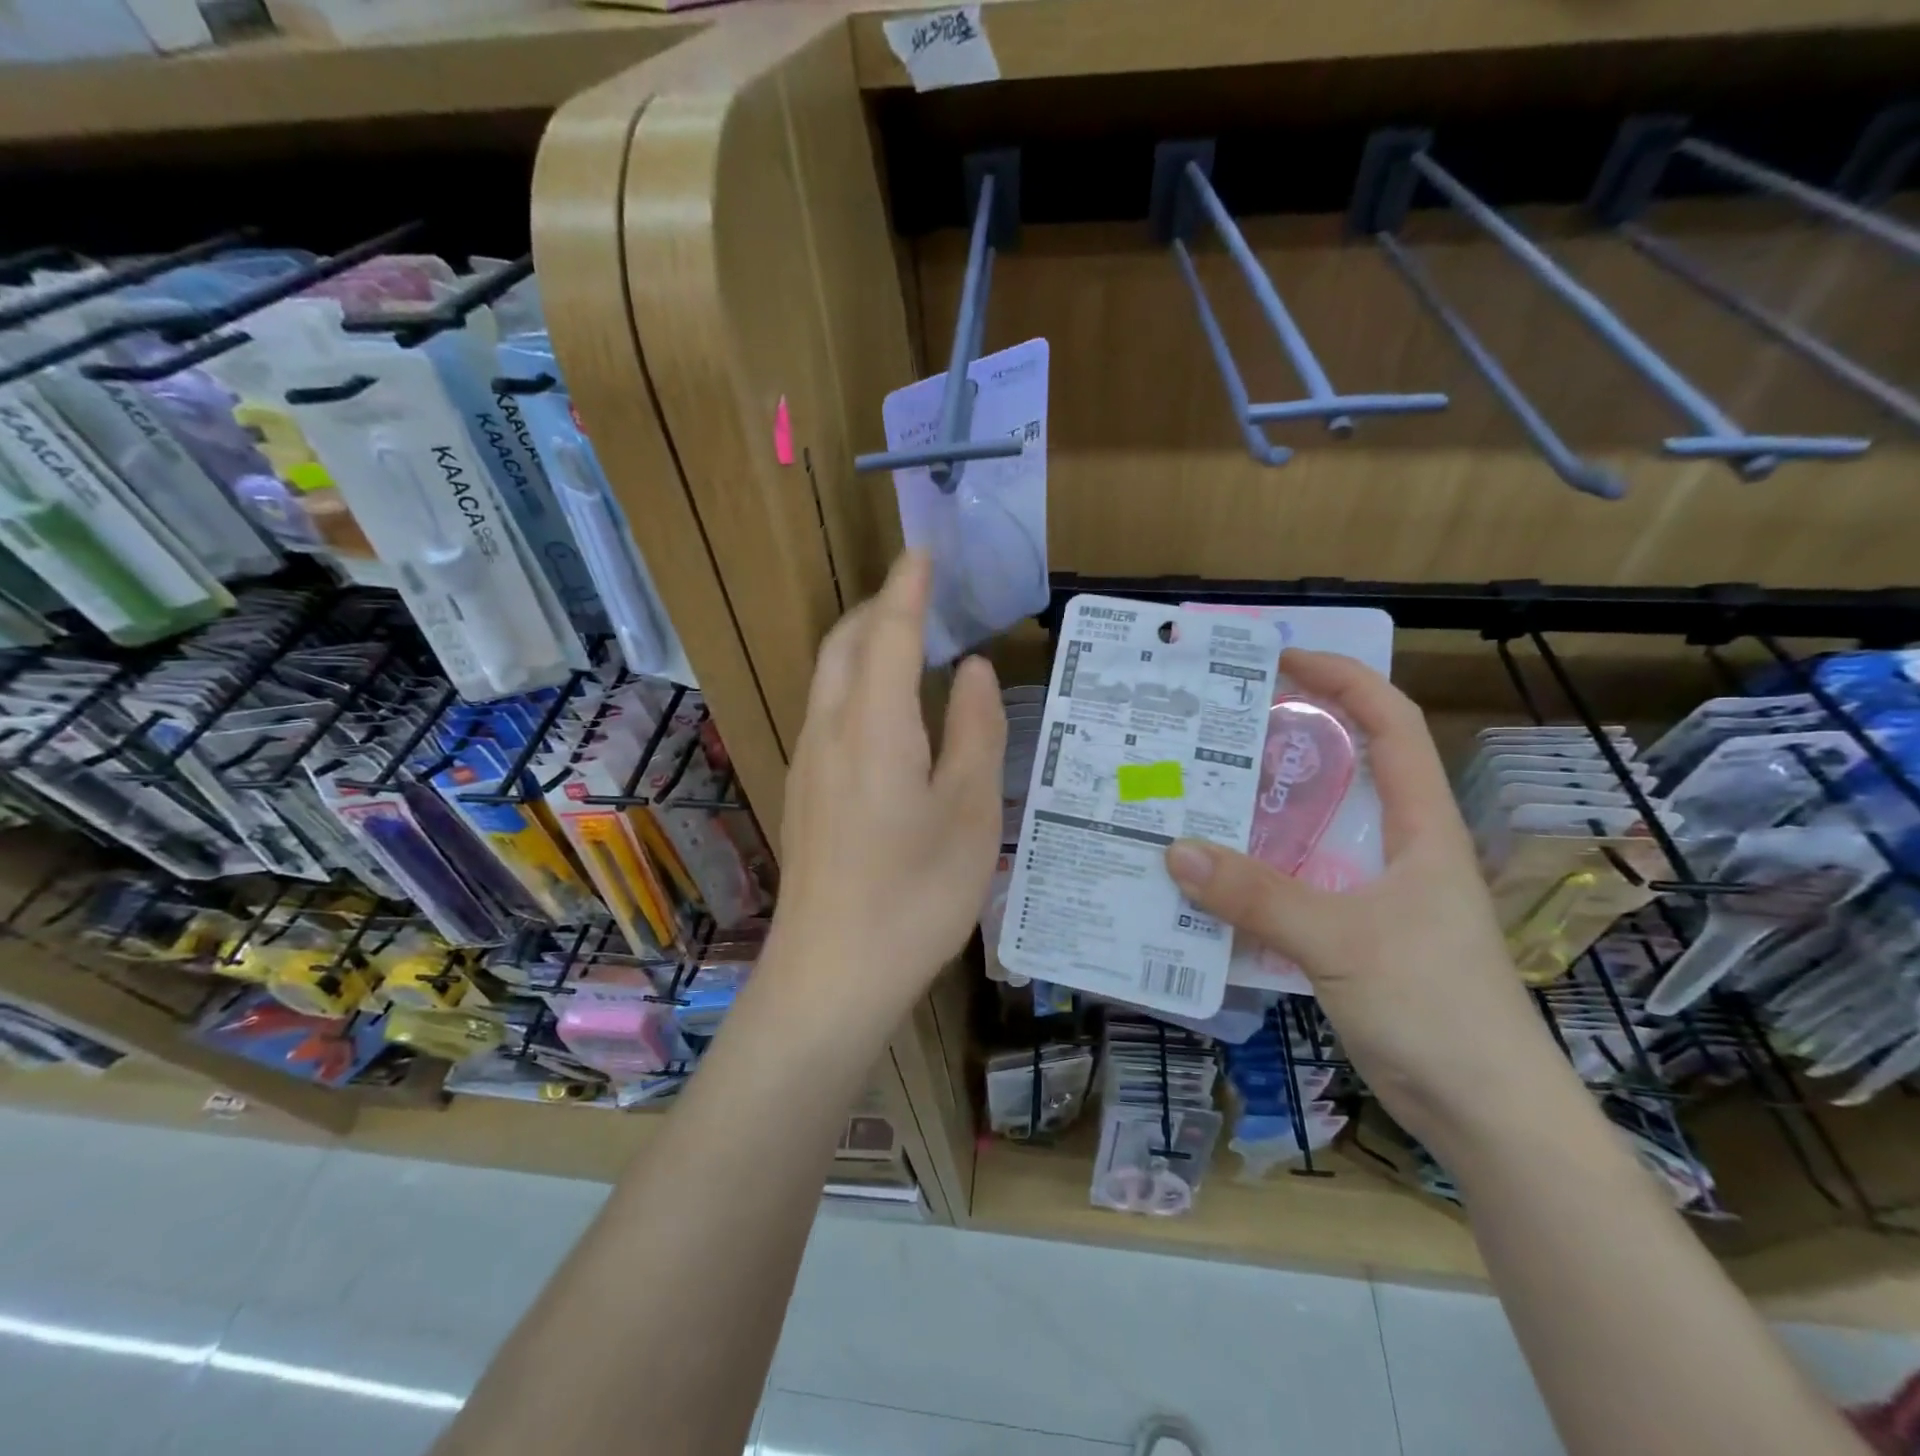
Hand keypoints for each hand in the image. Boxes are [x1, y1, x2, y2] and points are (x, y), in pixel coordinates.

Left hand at [771, 552, 1006, 1021]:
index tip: (925, 551)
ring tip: (906, 640)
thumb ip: (972, 730)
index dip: (908, 586)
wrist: (832, 974)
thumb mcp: (969, 812)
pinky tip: (884, 709)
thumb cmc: (916, 895)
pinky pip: (825, 710)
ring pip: (827, 676)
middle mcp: (828, 730)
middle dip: (878, 607)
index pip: (888, 630)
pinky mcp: (803, 792)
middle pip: (844, 643)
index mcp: (874, 725)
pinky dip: (853, 681)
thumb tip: (970, 668)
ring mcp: (807, 762)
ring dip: (861, 643)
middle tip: (922, 595)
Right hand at [1164, 648, 1569, 1153]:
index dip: (1343, 679)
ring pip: (1313, 829)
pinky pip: (1295, 881)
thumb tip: (1175, 850)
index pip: (1390, 724)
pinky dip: (1254, 871)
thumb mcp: (1342, 940)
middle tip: (1215, 728)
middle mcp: (1399, 847)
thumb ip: (1258, 895)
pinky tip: (1210, 877)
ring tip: (1198, 792)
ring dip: (1261, 810)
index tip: (1282, 660)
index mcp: (1420, 826)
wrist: (1487, 1114)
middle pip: (1345, 769)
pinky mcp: (1354, 932)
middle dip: (1287, 739)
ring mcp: (1376, 892)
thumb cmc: (1436, 1008)